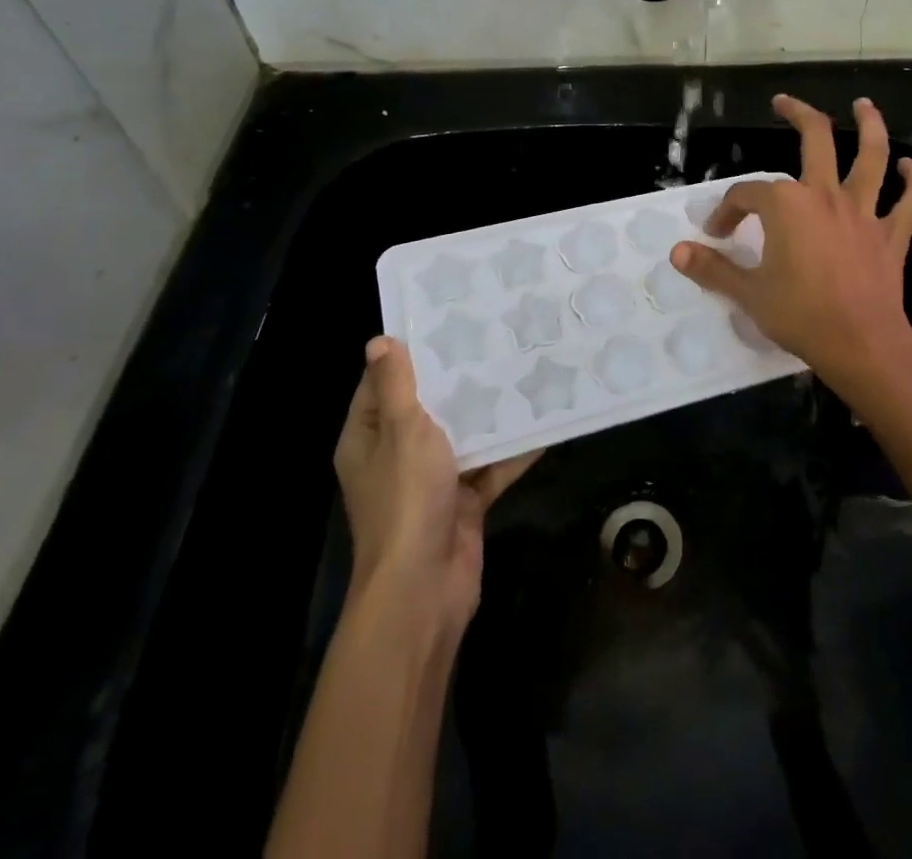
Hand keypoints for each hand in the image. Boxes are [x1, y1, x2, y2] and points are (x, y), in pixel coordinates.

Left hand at [335, 337, 537, 633]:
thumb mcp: (403, 431)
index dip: (407, 355)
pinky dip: (512, 452)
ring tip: (522, 371)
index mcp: (369, 438)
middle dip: (458, 380)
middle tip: (493, 338)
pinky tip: (543, 424)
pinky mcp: (462, 503)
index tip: (442, 322)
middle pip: (426, 408)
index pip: (382, 385)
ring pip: (462, 437)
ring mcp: (430, 482)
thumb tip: (380, 341)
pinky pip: (489, 468)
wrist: (425, 588)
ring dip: (489, 414)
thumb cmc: (406, 499)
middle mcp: (395, 457)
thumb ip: (397, 386)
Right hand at [671, 95, 911, 411]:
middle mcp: (825, 195)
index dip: (728, 210)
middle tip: (783, 102)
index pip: (747, 194)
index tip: (717, 235)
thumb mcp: (748, 292)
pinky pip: (910, 202)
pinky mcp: (891, 234)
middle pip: (815, 139)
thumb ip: (712, 268)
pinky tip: (910, 166)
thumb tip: (678, 251)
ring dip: (869, 126)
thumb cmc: (800, 315)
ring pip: (871, 156)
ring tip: (864, 105)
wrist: (860, 344)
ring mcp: (863, 212)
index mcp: (786, 205)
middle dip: (798, 113)